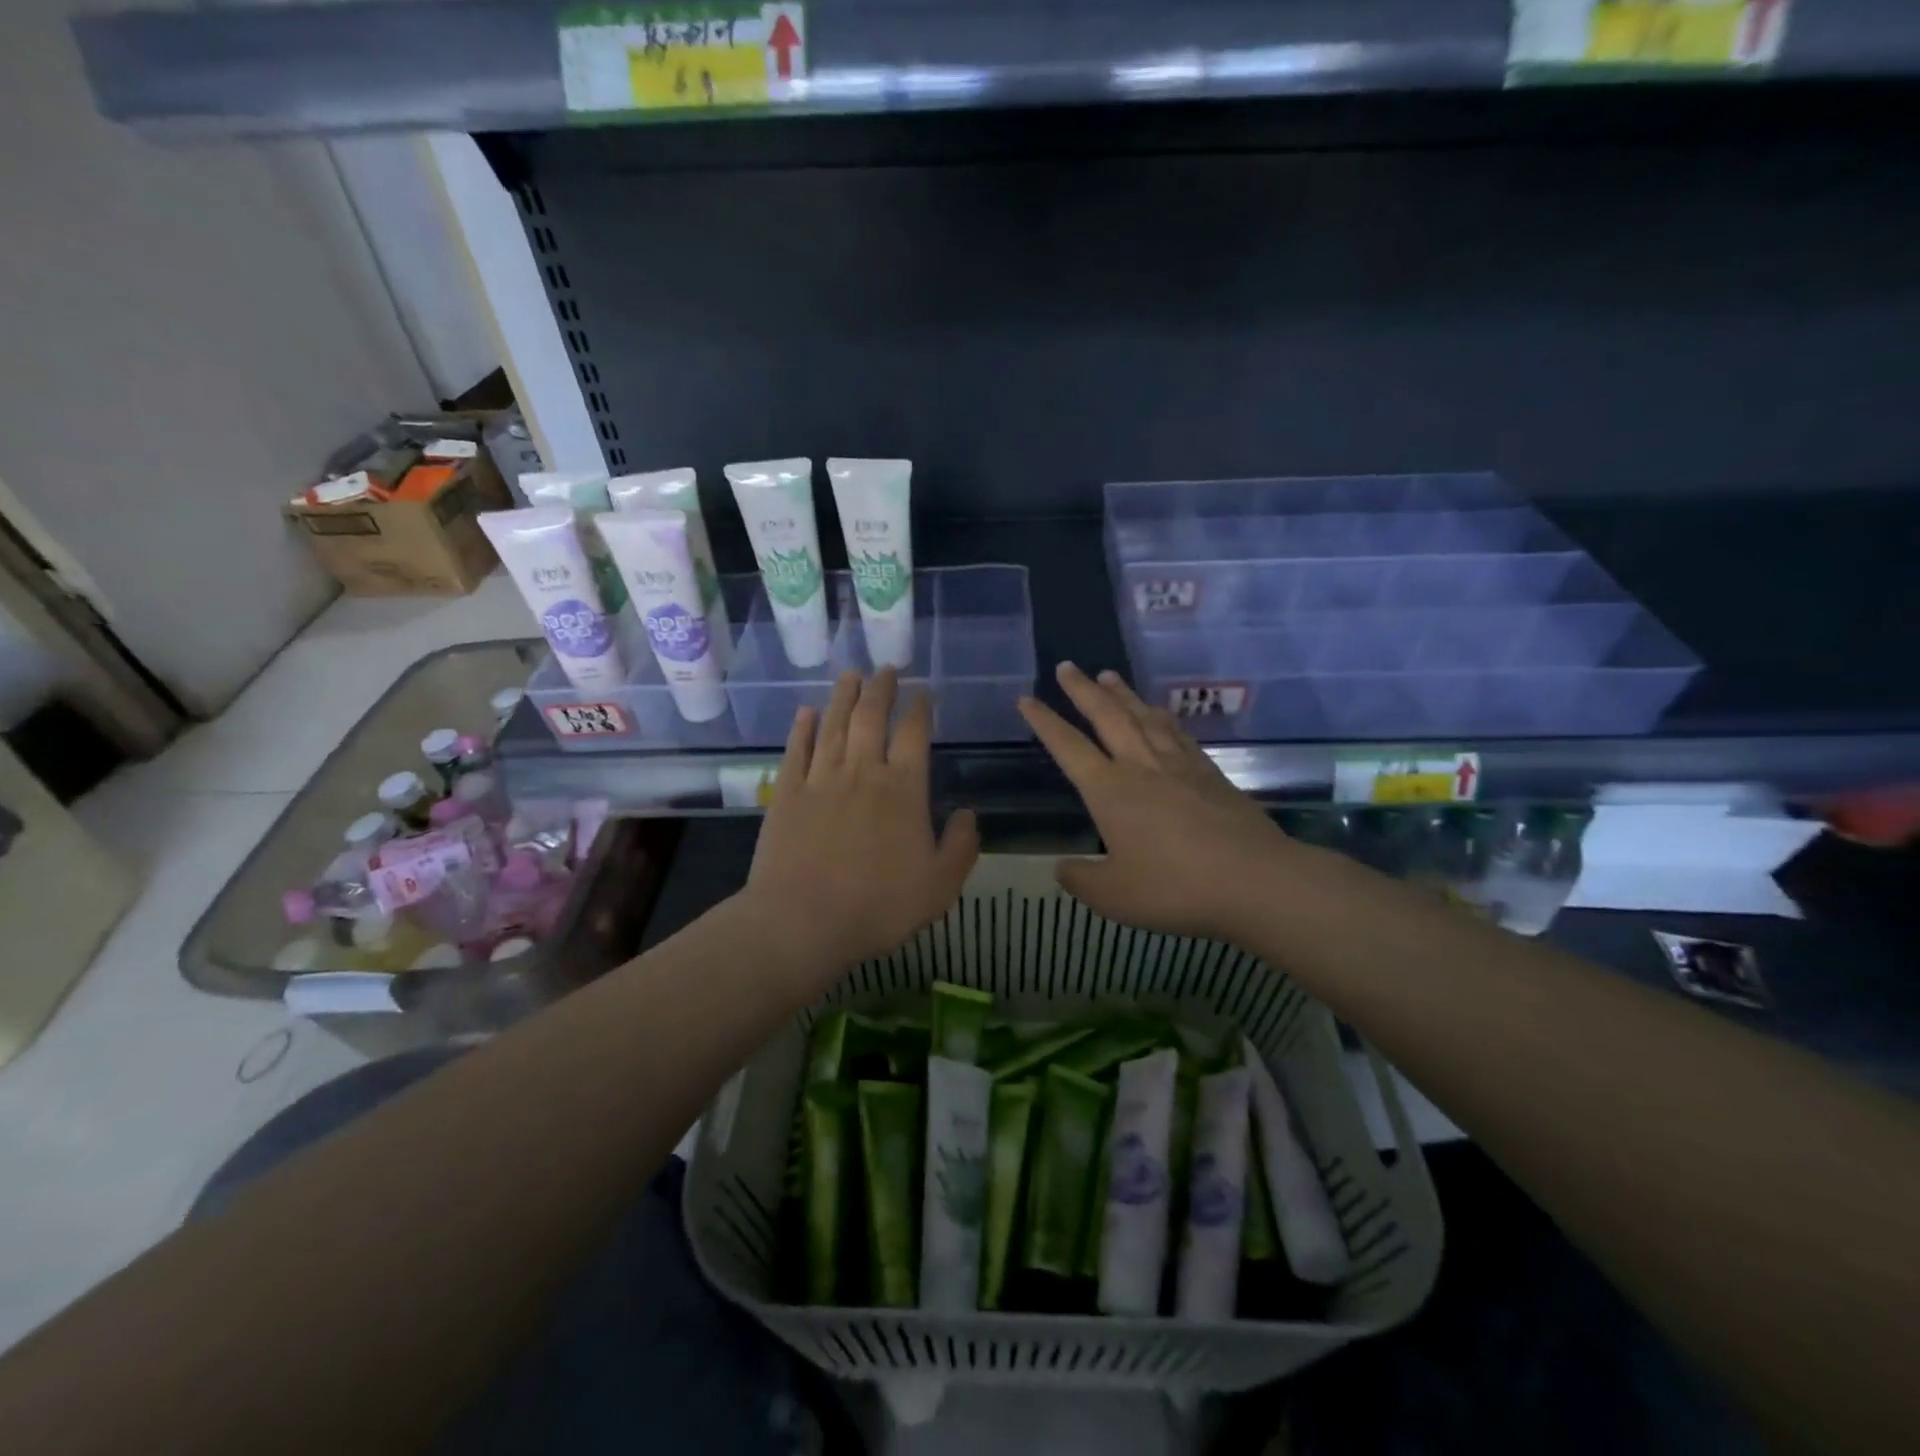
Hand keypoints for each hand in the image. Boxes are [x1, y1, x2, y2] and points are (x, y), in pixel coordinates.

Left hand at [743, 670, 979, 976]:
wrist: (802, 921)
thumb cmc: (878, 905)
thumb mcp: (940, 886)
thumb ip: (960, 846)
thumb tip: (967, 813)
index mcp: (903, 789)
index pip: (915, 734)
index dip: (920, 709)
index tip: (923, 693)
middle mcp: (862, 772)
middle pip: (872, 717)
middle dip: (881, 689)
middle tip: (886, 669)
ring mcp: (820, 779)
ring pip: (834, 725)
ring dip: (843, 696)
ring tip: (851, 675)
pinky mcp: (787, 794)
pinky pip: (797, 750)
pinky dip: (803, 728)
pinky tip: (806, 712)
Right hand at [1019, 663, 1295, 942]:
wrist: (1255, 880)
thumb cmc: (1175, 887)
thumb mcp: (1114, 896)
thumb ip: (1082, 880)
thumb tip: (1062, 867)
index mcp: (1110, 790)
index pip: (1068, 747)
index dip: (1044, 722)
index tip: (1026, 699)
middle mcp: (1141, 766)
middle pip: (1107, 716)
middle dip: (1083, 690)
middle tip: (1067, 666)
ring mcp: (1179, 766)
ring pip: (1144, 717)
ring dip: (1122, 694)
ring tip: (1108, 675)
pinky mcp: (1210, 773)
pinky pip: (1178, 733)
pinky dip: (1162, 716)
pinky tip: (1159, 712)